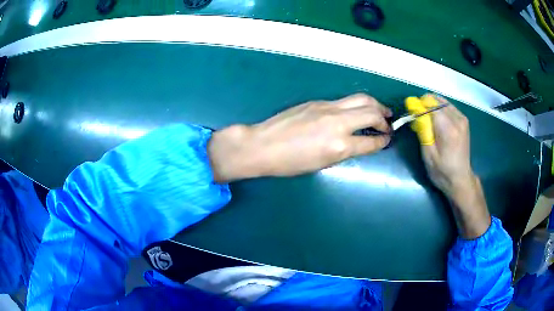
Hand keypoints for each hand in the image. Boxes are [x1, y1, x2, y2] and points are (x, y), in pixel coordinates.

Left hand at [208, 94, 391, 182]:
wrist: (263, 145)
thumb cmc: (289, 163)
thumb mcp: (322, 164)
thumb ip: (344, 151)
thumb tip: (357, 143)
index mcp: (340, 146)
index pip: (371, 141)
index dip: (383, 141)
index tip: (388, 139)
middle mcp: (338, 123)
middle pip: (371, 112)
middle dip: (384, 118)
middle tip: (389, 123)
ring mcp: (328, 108)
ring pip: (360, 99)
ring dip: (374, 105)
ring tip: (380, 110)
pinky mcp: (318, 102)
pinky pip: (343, 101)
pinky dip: (355, 105)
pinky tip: (354, 112)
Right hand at [419, 95, 473, 198]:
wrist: (460, 179)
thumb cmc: (442, 171)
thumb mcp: (428, 154)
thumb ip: (423, 129)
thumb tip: (415, 111)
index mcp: (449, 129)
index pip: (431, 104)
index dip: (418, 106)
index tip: (412, 114)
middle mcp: (457, 119)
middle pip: (436, 100)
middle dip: (425, 106)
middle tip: (419, 121)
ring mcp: (462, 118)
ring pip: (442, 101)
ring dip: (432, 107)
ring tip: (428, 122)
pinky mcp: (463, 120)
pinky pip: (448, 106)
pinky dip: (440, 109)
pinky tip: (437, 122)